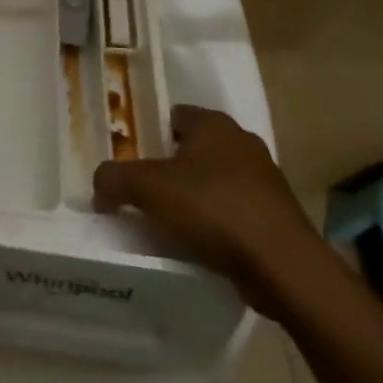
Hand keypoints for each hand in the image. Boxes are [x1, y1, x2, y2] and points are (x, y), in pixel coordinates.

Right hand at [92, 105, 324, 317]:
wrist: (282, 266)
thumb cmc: (213, 209)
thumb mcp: (147, 188)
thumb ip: (113, 179)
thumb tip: (100, 187)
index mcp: (214, 124)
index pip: (174, 116)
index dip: (150, 135)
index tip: (131, 161)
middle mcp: (242, 142)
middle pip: (194, 149)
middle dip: (170, 168)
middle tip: (143, 193)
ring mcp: (265, 180)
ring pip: (215, 181)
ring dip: (194, 198)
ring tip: (168, 223)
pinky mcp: (276, 216)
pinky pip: (234, 211)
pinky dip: (216, 223)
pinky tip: (199, 245)